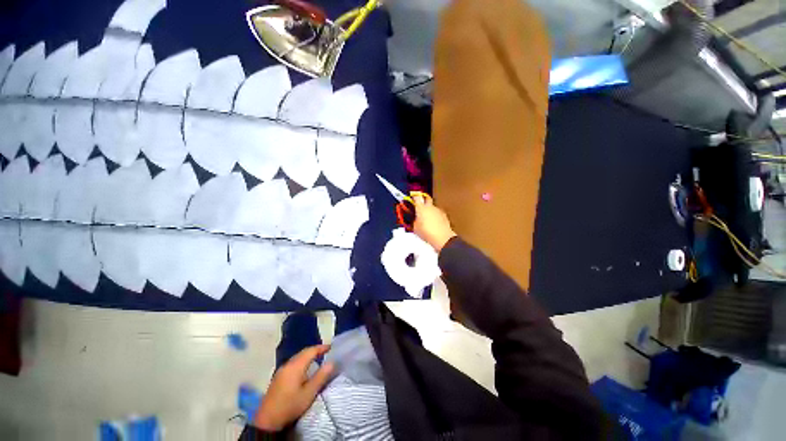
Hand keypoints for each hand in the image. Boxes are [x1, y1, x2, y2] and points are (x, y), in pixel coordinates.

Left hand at [254, 345, 334, 430]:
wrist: (267, 421)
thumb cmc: (290, 405)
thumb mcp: (309, 393)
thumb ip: (321, 376)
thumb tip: (331, 362)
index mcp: (296, 366)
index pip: (311, 351)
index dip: (321, 348)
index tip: (331, 347)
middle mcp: (288, 364)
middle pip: (303, 352)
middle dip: (314, 351)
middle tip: (325, 352)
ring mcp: (281, 371)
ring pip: (297, 358)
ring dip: (307, 356)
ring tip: (317, 359)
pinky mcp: (277, 378)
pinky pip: (292, 364)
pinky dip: (301, 362)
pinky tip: (304, 370)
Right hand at [412, 195, 456, 251]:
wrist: (442, 238)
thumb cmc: (427, 233)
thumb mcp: (415, 228)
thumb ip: (413, 221)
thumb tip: (414, 220)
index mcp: (421, 208)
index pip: (417, 197)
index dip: (414, 196)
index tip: (413, 197)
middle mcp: (430, 207)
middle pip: (427, 198)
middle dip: (423, 199)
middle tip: (420, 204)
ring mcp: (438, 210)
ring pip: (432, 206)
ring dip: (429, 210)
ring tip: (427, 218)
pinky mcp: (444, 215)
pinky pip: (437, 213)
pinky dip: (435, 215)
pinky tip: (433, 223)